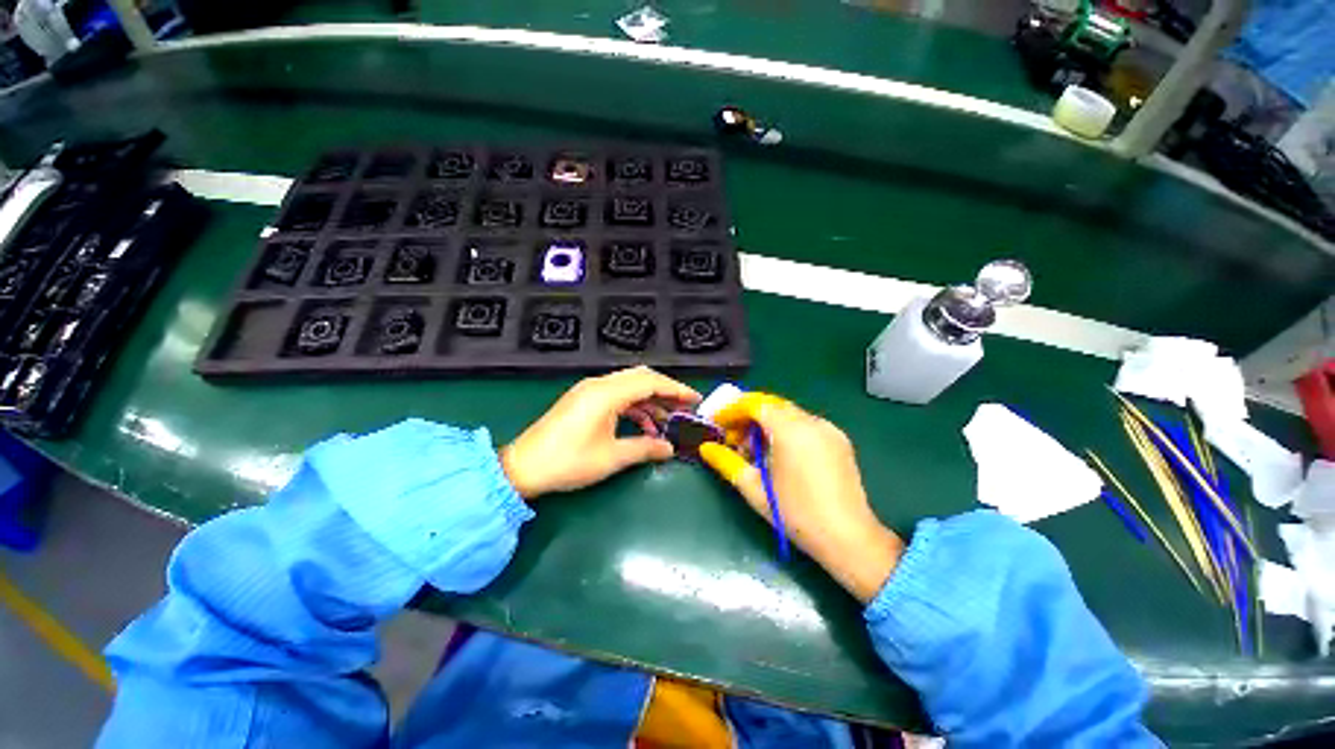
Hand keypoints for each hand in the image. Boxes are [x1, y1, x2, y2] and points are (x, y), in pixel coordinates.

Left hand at [501, 367, 699, 499]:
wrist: (522, 468)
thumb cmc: (568, 462)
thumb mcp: (611, 457)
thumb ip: (645, 448)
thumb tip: (669, 449)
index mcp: (607, 393)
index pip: (650, 382)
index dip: (676, 389)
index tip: (695, 400)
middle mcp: (599, 385)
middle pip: (641, 378)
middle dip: (666, 391)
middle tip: (684, 407)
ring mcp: (590, 391)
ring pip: (629, 387)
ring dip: (650, 401)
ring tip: (668, 421)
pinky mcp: (584, 400)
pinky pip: (617, 396)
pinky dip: (634, 407)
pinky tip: (644, 425)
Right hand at [699, 394, 903, 602]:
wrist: (849, 539)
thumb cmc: (797, 514)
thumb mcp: (755, 489)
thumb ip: (727, 462)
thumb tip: (705, 447)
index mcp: (790, 430)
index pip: (755, 404)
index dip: (732, 409)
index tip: (717, 423)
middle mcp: (812, 422)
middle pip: (771, 405)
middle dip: (747, 415)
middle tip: (731, 437)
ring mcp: (829, 429)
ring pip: (788, 413)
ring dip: (765, 423)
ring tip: (752, 448)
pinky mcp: (839, 440)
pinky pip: (804, 424)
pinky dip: (785, 429)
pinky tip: (778, 452)